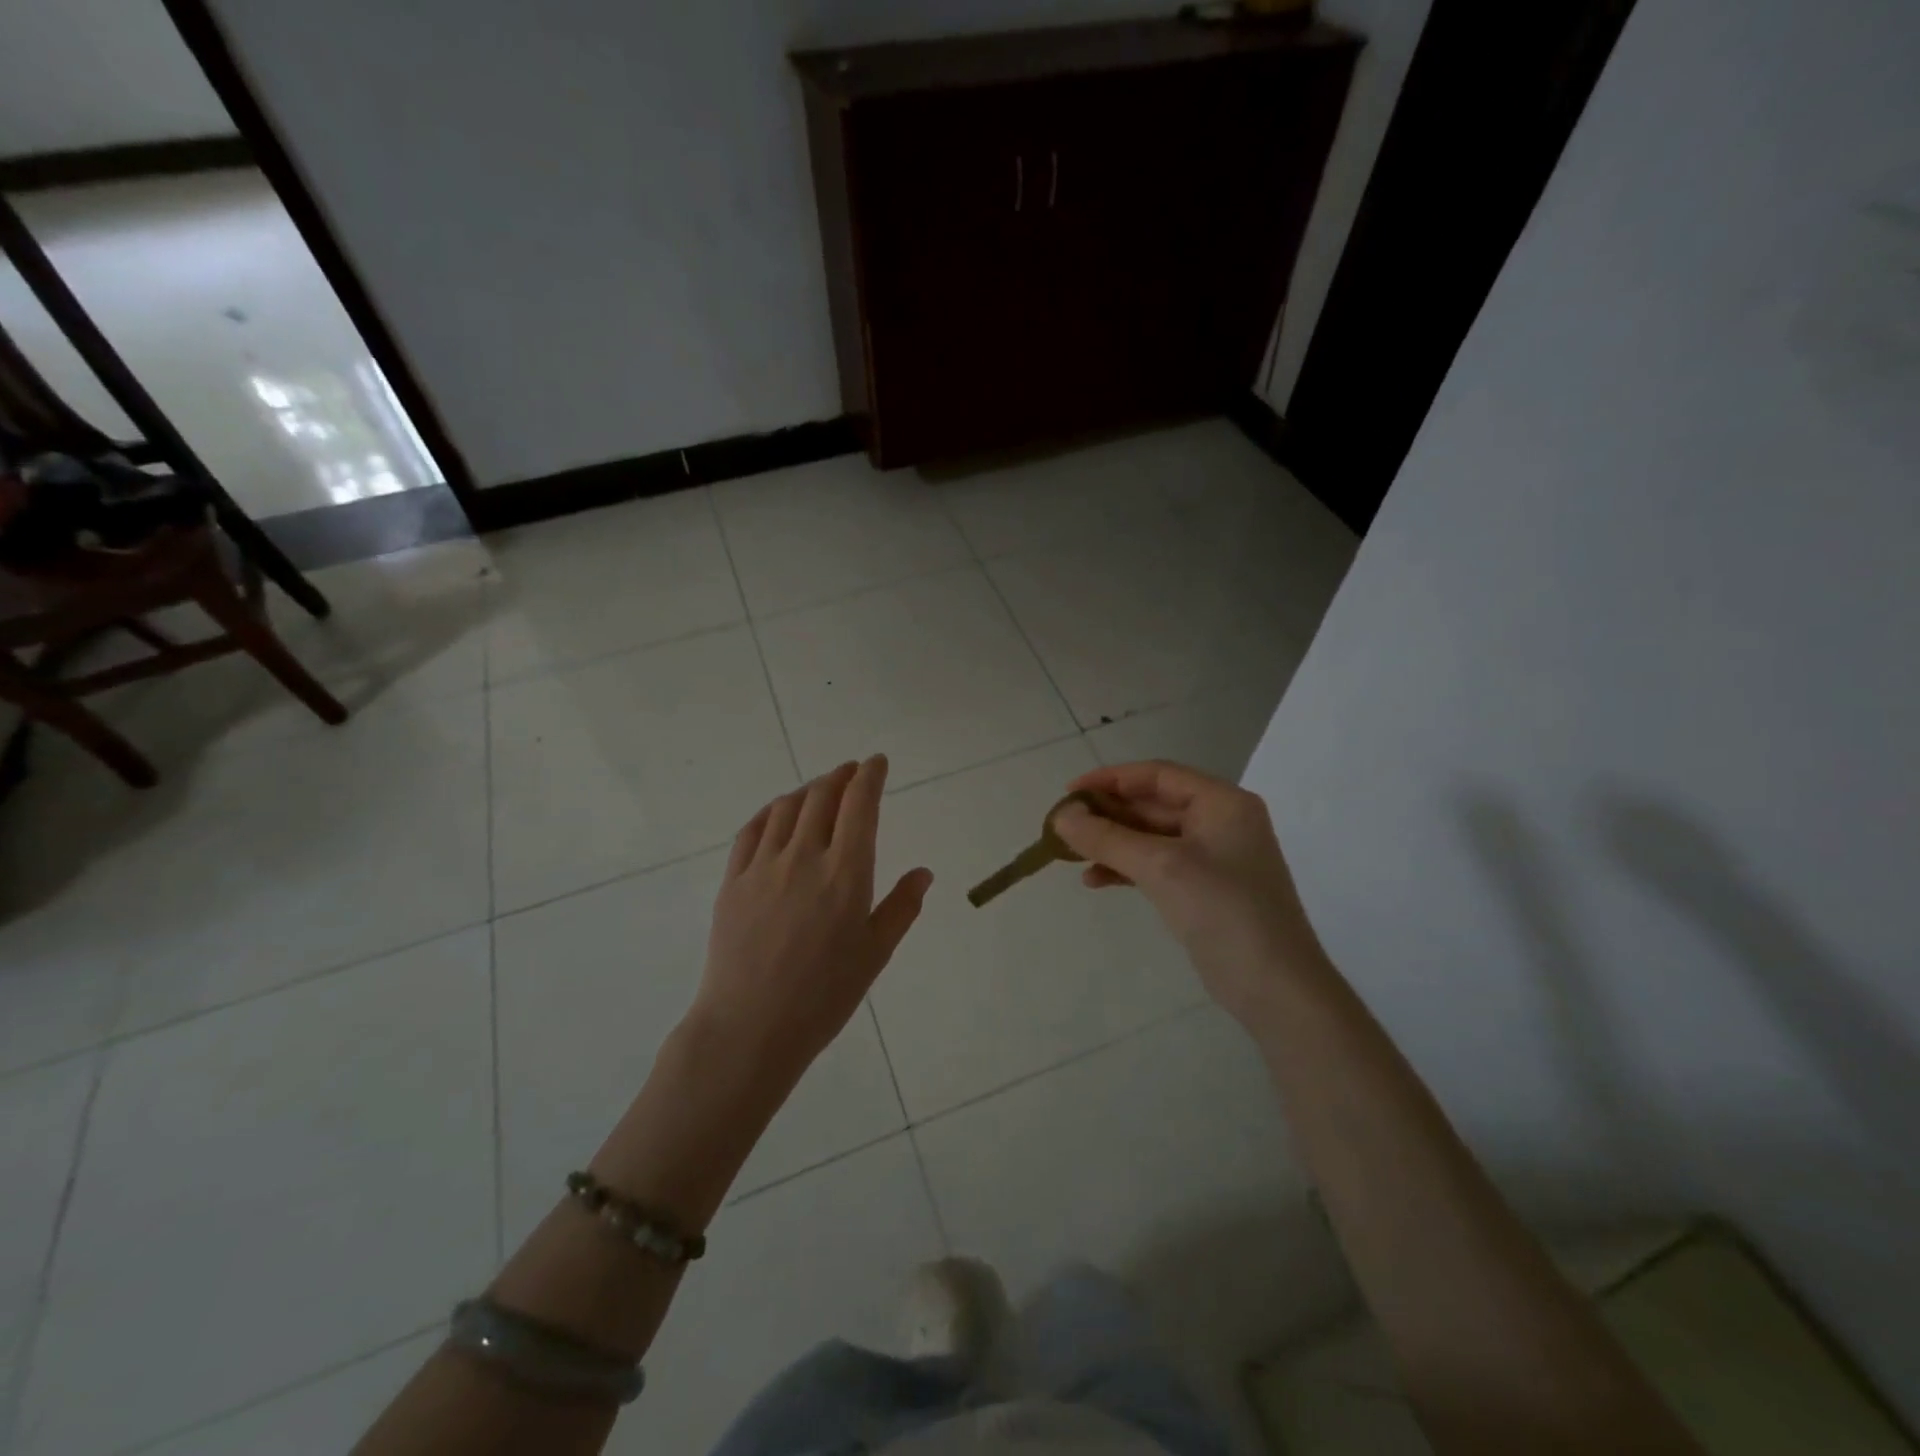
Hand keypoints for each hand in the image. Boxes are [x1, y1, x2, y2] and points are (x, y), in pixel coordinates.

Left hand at [690, 755, 931, 1086]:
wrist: (751, 1026)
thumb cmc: (824, 996)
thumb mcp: (875, 954)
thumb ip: (901, 907)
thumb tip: (922, 872)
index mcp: (846, 872)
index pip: (860, 805)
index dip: (870, 776)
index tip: (877, 762)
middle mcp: (804, 856)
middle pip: (822, 796)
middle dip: (841, 776)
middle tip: (851, 771)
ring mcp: (763, 865)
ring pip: (787, 807)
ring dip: (808, 789)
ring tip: (820, 789)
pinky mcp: (733, 880)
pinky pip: (752, 829)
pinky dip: (771, 811)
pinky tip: (778, 812)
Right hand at [1051, 760, 1328, 1022]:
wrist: (1276, 988)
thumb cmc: (1224, 912)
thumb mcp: (1161, 867)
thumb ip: (1108, 838)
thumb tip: (1061, 816)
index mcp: (1222, 802)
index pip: (1158, 775)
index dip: (1111, 779)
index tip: (1069, 793)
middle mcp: (1221, 822)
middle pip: (1153, 804)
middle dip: (1108, 815)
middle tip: (1064, 826)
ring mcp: (1214, 857)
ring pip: (1151, 837)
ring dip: (1112, 843)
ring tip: (1071, 855)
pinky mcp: (1205, 889)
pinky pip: (1157, 865)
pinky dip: (1127, 868)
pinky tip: (1095, 880)